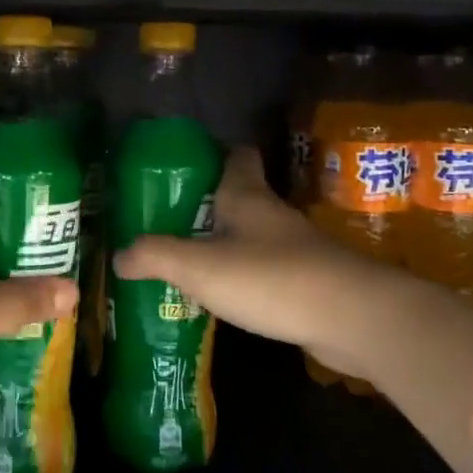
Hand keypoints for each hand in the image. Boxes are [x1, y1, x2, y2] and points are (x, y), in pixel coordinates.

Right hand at [112, 146, 408, 370]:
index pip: (236, 156)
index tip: (183, 166)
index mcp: (247, 197)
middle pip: (240, 197)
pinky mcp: (308, 284)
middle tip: (167, 221)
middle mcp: (272, 216)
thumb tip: (119, 255)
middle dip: (208, 205)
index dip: (213, 154)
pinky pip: (266, 272)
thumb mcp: (199, 266)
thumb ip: (155, 257)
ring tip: (185, 260)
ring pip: (252, 236)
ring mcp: (295, 250)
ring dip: (224, 244)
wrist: (354, 319)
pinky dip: (244, 278)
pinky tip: (222, 298)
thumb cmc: (270, 277)